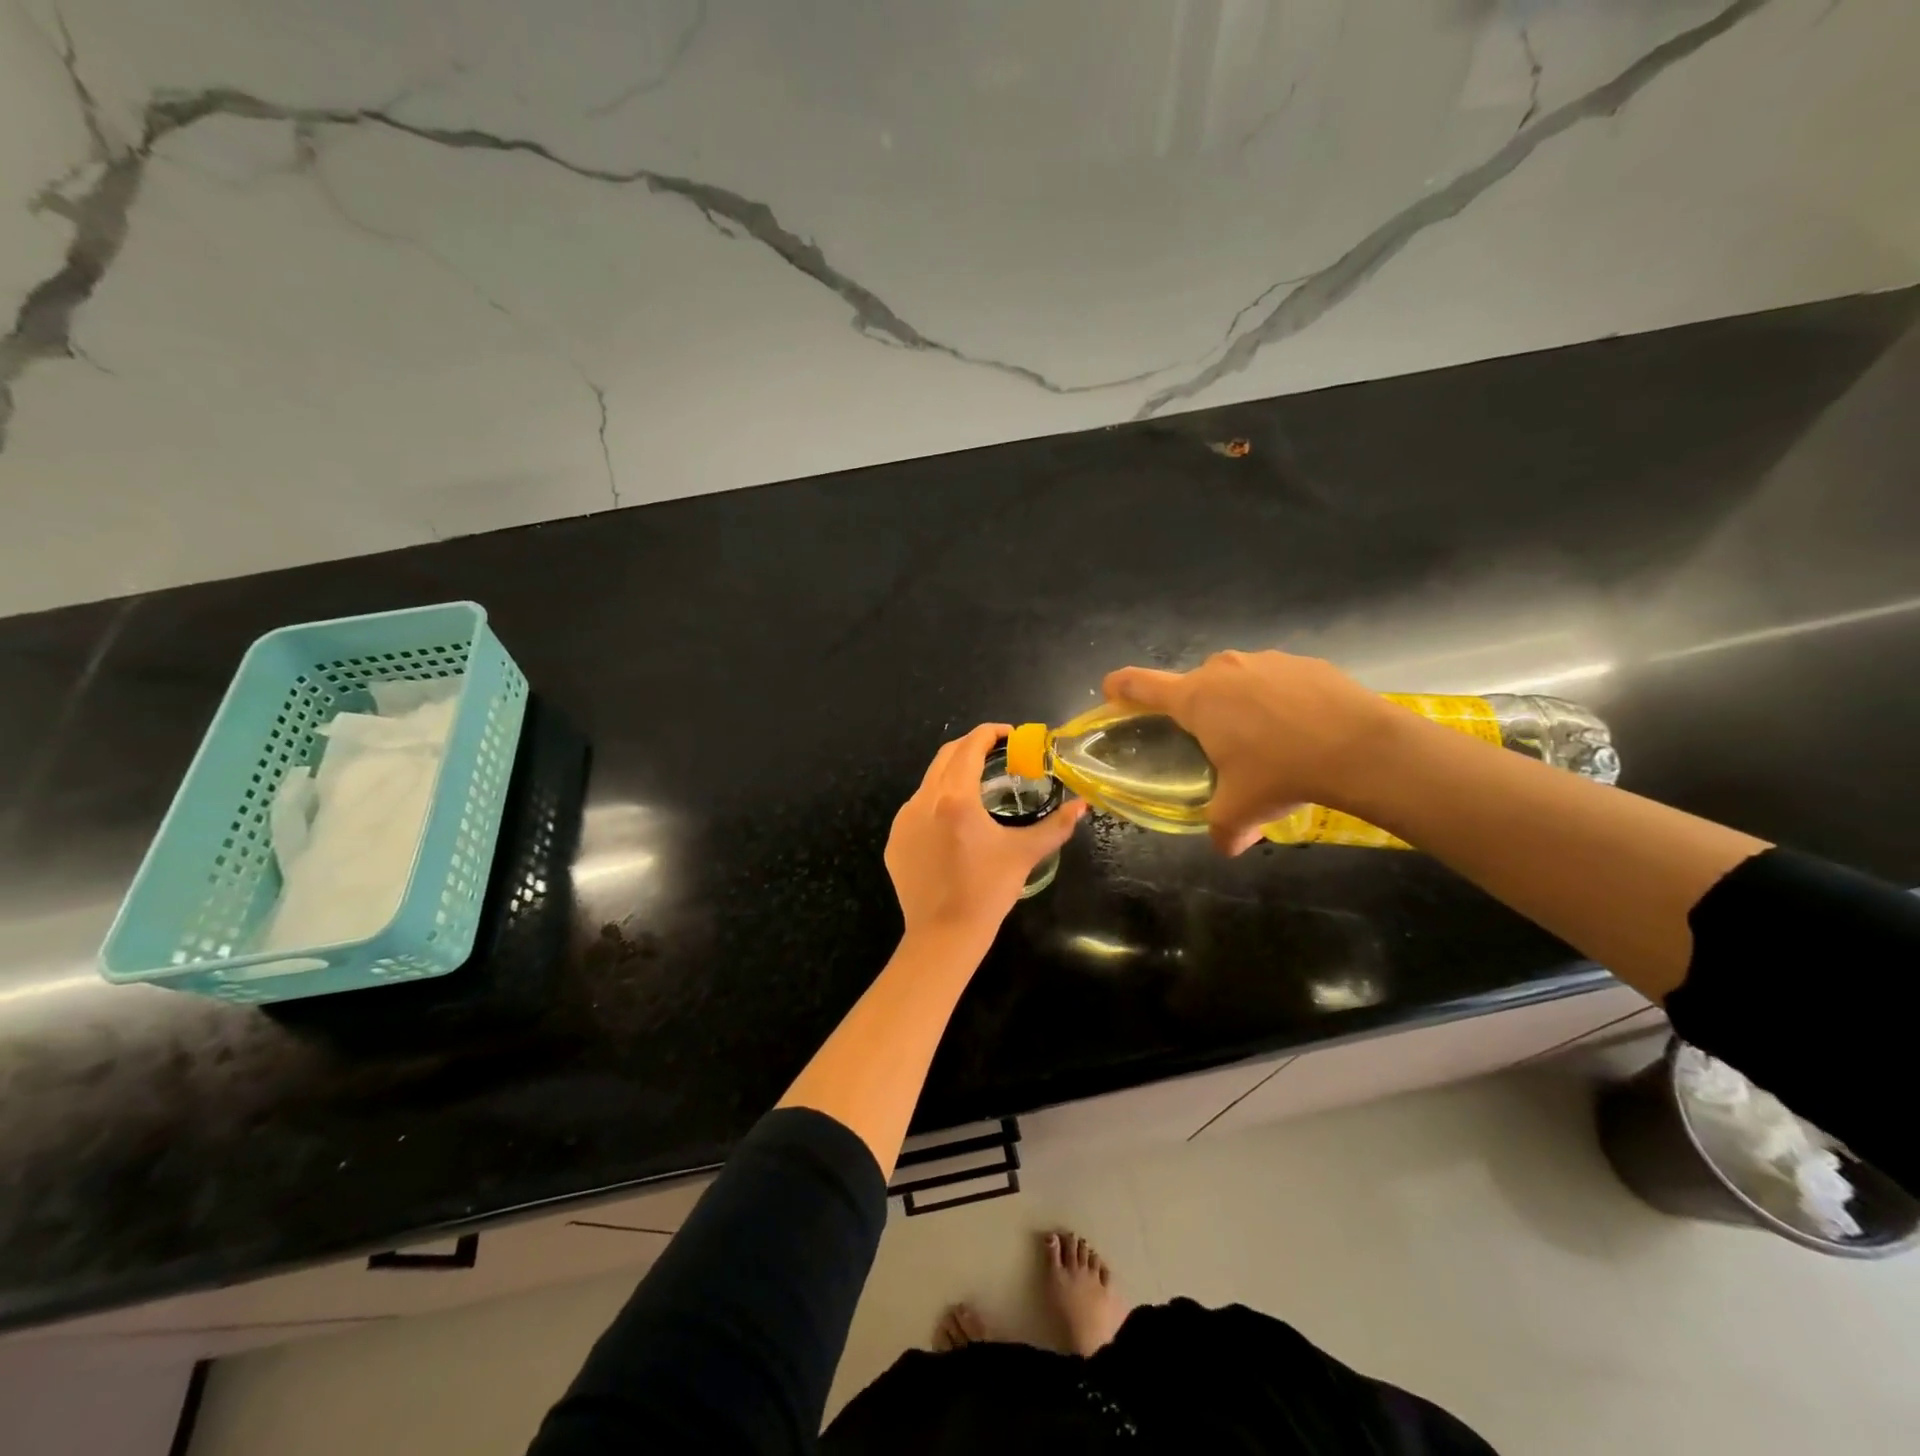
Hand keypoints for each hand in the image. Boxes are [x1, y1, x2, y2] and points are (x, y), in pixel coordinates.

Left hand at [886, 724, 1086, 944]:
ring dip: (952, 775)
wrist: (943, 935)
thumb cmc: (988, 891)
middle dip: (970, 747)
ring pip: (928, 782)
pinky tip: (952, 826)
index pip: (970, 746)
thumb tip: (1082, 806)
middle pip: (945, 756)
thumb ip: (1056, 825)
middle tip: (996, 754)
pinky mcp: (894, 841)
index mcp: (955, 797)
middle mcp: (923, 800)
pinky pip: (915, 810)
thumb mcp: (1024, 854)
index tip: (1009, 735)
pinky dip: (935, 804)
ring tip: (976, 790)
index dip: (990, 733)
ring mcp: (903, 821)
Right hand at [1103, 651, 1398, 855]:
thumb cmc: (1282, 772)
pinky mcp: (1303, 662)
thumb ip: (1223, 829)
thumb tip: (1226, 847)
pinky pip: (1276, 679)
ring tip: (1265, 737)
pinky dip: (1278, 698)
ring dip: (1239, 702)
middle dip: (1197, 708)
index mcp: (1196, 700)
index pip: (1140, 685)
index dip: (1120, 687)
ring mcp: (1265, 660)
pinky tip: (1300, 726)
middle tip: (1214, 742)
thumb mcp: (1242, 810)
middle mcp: (1223, 670)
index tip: (1110, 690)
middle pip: (1194, 684)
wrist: (1361, 748)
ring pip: (1237, 679)